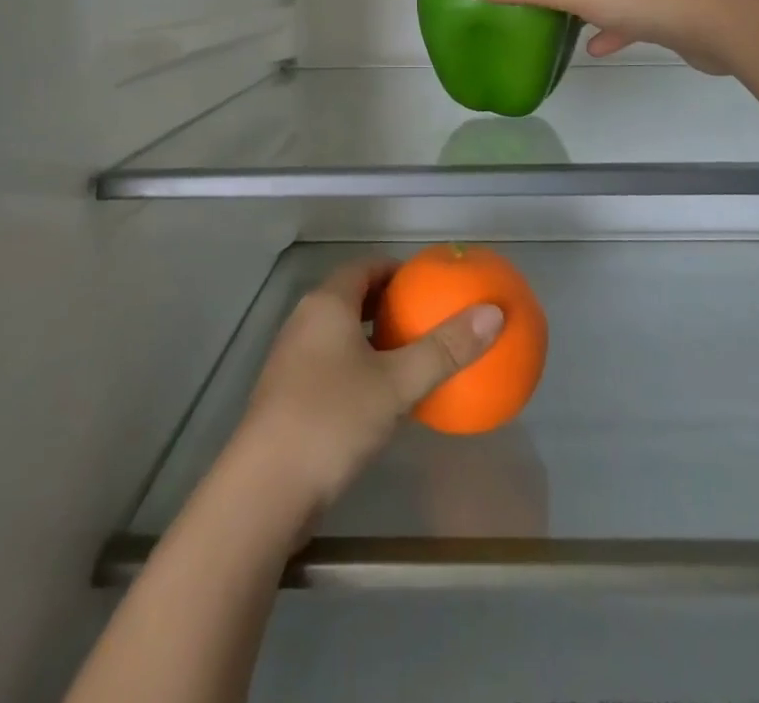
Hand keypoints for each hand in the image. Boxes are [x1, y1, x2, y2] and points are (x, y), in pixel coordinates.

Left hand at [234, 260, 502, 525]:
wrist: (264, 491)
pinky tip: (382, 399)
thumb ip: (445, 349)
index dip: (397, 270)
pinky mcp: (286, 397)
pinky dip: (358, 367)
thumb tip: (494, 313)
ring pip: (339, 334)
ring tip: (411, 356)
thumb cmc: (331, 420)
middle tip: (427, 319)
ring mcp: (291, 360)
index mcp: (326, 304)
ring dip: (372, 339)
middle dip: (388, 305)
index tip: (430, 285)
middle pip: (351, 298)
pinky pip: (330, 364)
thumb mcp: (397, 384)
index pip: (364, 267)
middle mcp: (304, 322)